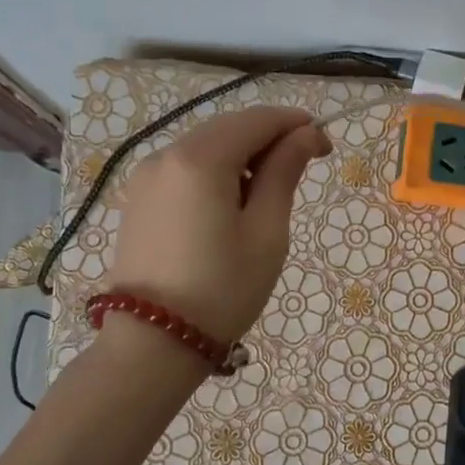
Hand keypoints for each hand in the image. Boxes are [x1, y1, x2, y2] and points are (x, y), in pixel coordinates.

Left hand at [106, 106, 330, 342]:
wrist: (152, 344)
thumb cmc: (222, 289)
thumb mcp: (266, 232)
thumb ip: (284, 173)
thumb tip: (305, 135)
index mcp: (200, 159)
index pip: (257, 120)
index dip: (296, 125)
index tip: (326, 148)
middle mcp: (166, 154)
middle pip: (229, 128)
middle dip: (269, 139)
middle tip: (302, 172)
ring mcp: (146, 176)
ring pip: (206, 147)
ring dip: (242, 157)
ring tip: (265, 198)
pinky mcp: (138, 199)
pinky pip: (185, 168)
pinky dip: (215, 173)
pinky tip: (230, 207)